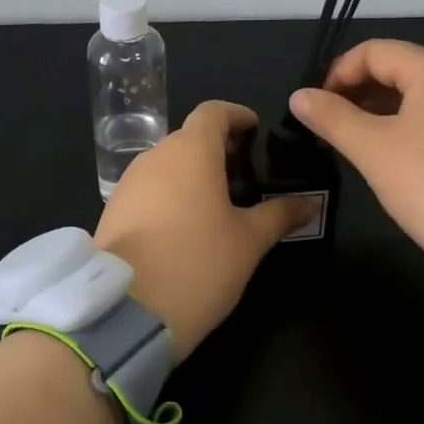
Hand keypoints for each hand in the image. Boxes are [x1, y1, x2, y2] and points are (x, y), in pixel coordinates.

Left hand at [95, 101, 314, 357]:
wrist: (126, 312)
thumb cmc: (198, 264)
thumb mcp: (249, 241)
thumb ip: (279, 215)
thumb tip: (310, 203)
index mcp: (191, 151)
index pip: (213, 111)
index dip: (237, 115)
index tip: (255, 130)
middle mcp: (156, 156)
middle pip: (189, 137)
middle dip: (217, 147)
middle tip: (245, 173)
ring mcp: (129, 182)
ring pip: (167, 163)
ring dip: (192, 171)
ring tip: (218, 202)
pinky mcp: (113, 210)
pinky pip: (148, 188)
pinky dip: (170, 193)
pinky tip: (185, 225)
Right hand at [290, 40, 423, 331]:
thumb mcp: (372, 150)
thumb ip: (331, 117)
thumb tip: (298, 96)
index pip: (375, 51)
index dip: (337, 72)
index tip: (314, 107)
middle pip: (398, 69)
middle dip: (357, 91)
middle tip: (328, 127)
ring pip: (418, 96)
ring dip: (380, 111)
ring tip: (354, 144)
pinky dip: (407, 127)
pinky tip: (395, 160)